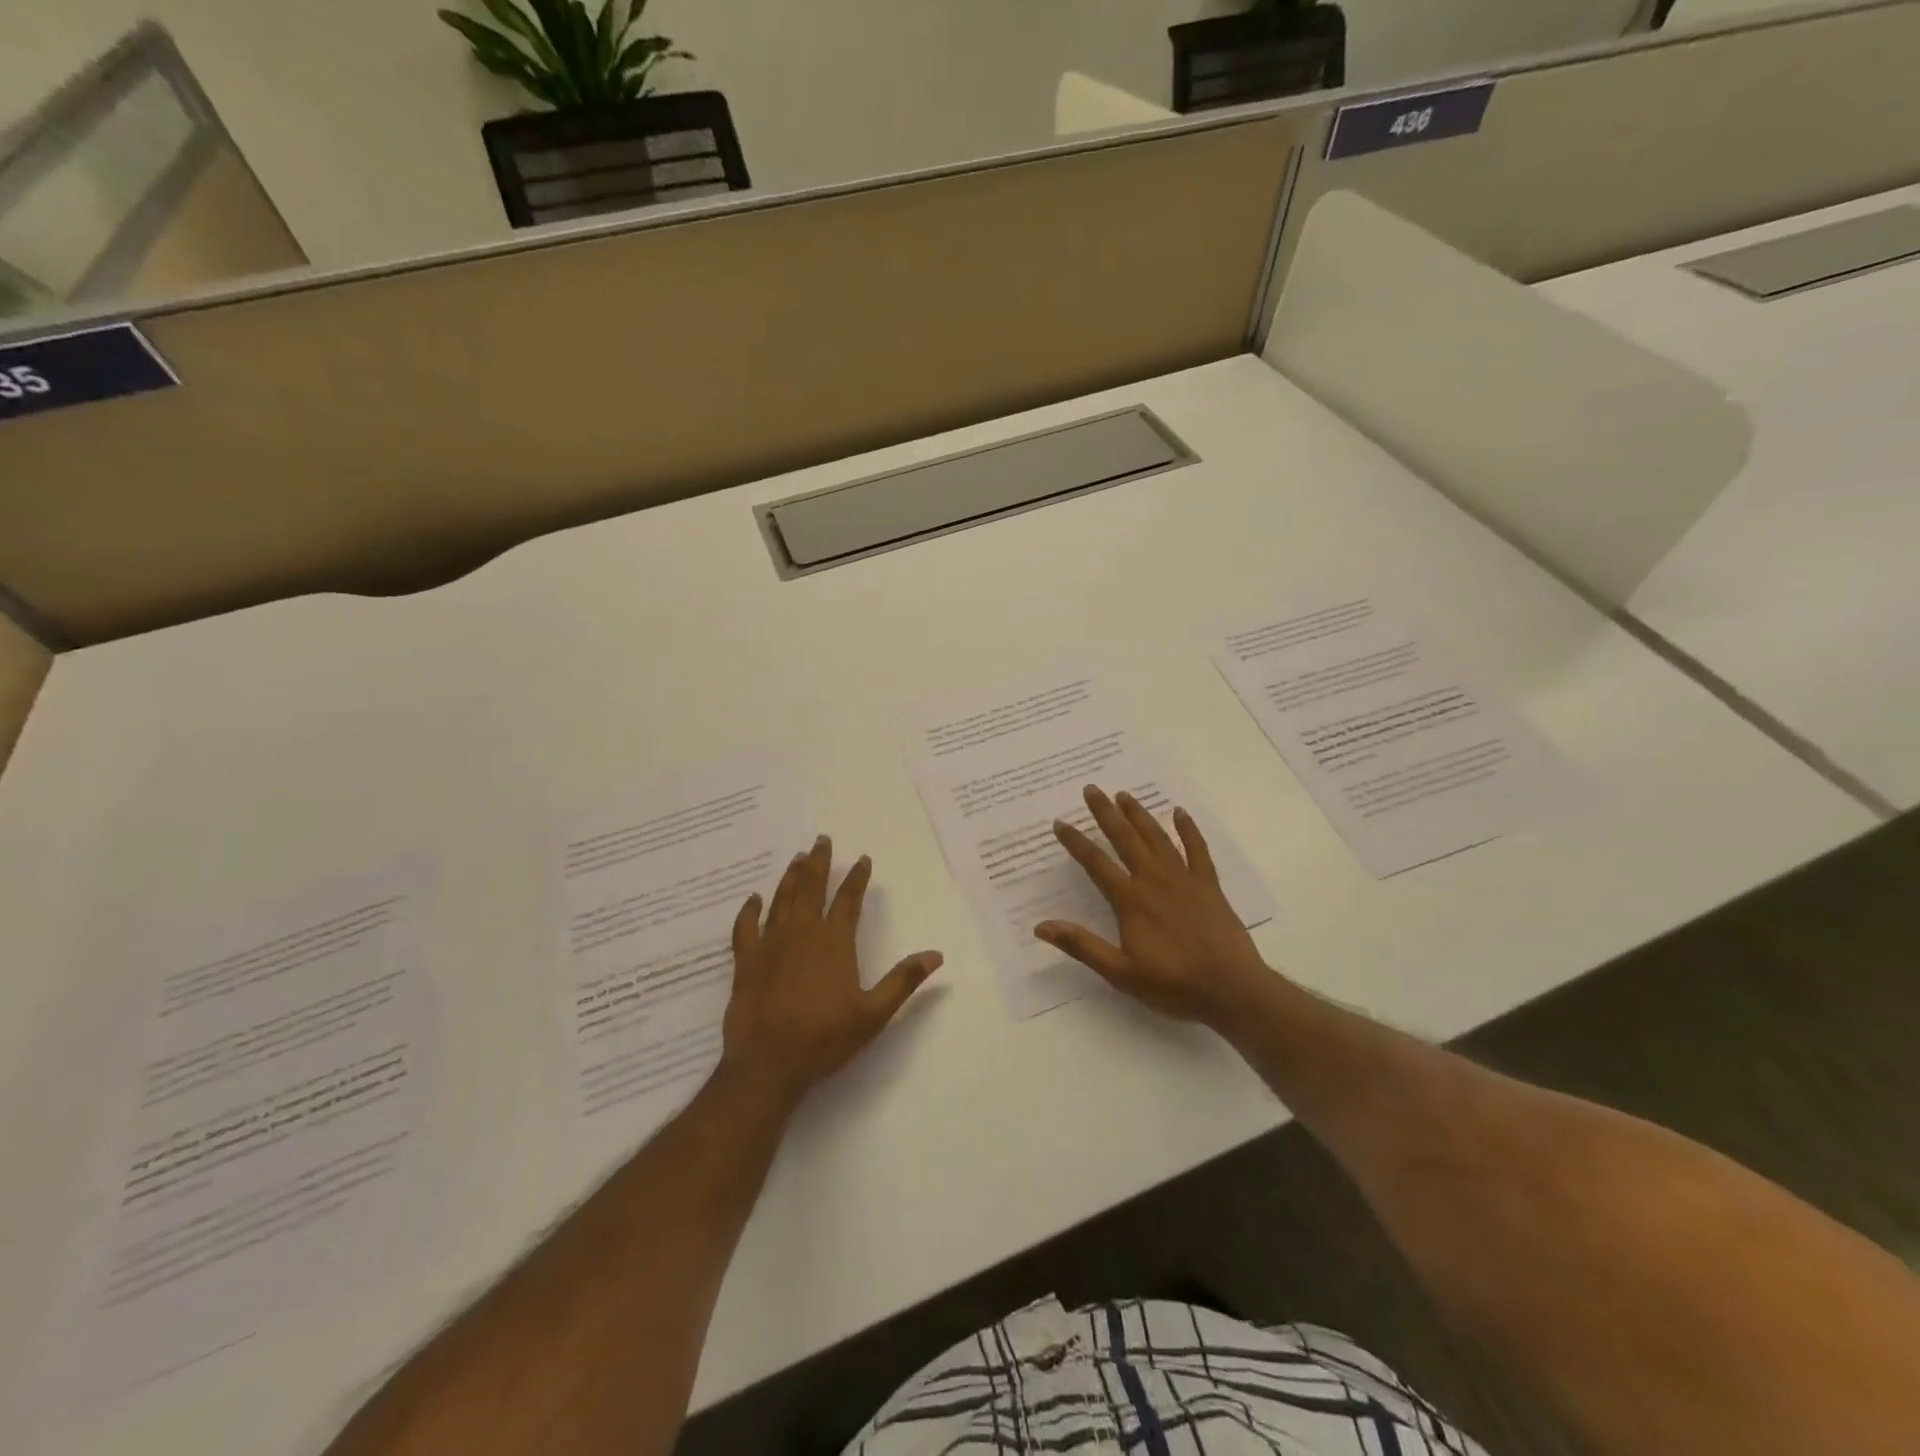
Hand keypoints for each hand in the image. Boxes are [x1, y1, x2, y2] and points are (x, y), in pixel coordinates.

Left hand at [719, 835, 942, 1110]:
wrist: (768, 1064)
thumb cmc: (825, 1039)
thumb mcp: (873, 1014)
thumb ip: (903, 981)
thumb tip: (936, 955)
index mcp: (834, 942)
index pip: (849, 899)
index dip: (856, 877)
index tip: (862, 859)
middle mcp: (802, 933)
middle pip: (811, 887)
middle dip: (818, 862)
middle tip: (821, 840)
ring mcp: (770, 944)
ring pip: (781, 900)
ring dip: (790, 877)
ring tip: (797, 858)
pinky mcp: (746, 961)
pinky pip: (745, 927)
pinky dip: (749, 910)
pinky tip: (754, 898)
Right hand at [1036, 786, 1273, 1031]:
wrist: (1230, 989)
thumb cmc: (1172, 984)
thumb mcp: (1120, 973)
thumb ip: (1081, 946)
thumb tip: (1041, 926)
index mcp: (1130, 900)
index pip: (1096, 863)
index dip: (1076, 842)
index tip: (1060, 823)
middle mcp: (1154, 880)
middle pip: (1125, 839)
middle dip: (1106, 813)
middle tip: (1091, 789)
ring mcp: (1184, 879)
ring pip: (1157, 838)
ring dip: (1139, 815)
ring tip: (1124, 794)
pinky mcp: (1209, 885)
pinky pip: (1197, 850)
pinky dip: (1188, 830)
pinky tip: (1180, 812)